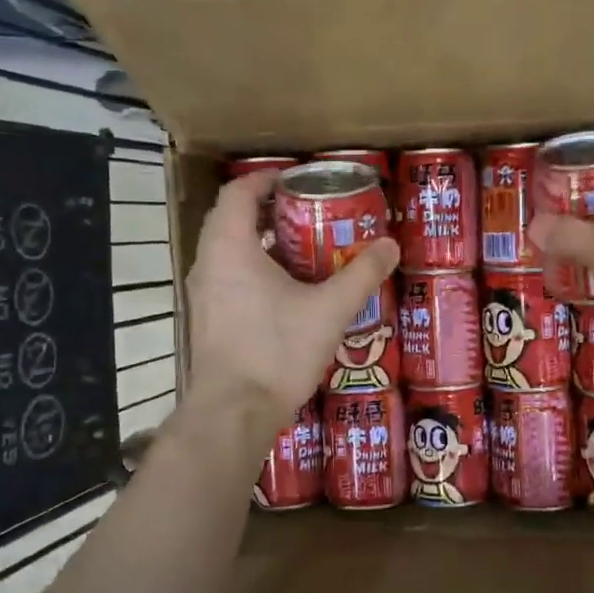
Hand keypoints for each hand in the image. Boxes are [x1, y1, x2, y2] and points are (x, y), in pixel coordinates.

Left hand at [186, 172, 399, 436]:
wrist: (234, 413)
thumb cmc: (277, 351)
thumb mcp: (329, 310)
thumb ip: (361, 274)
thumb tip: (390, 245)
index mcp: (230, 246)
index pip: (240, 192)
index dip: (267, 179)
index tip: (299, 180)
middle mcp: (207, 262)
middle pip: (233, 219)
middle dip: (270, 211)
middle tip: (310, 213)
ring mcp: (202, 293)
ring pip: (228, 250)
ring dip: (262, 242)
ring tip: (304, 249)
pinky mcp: (207, 319)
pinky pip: (227, 276)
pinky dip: (253, 269)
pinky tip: (287, 291)